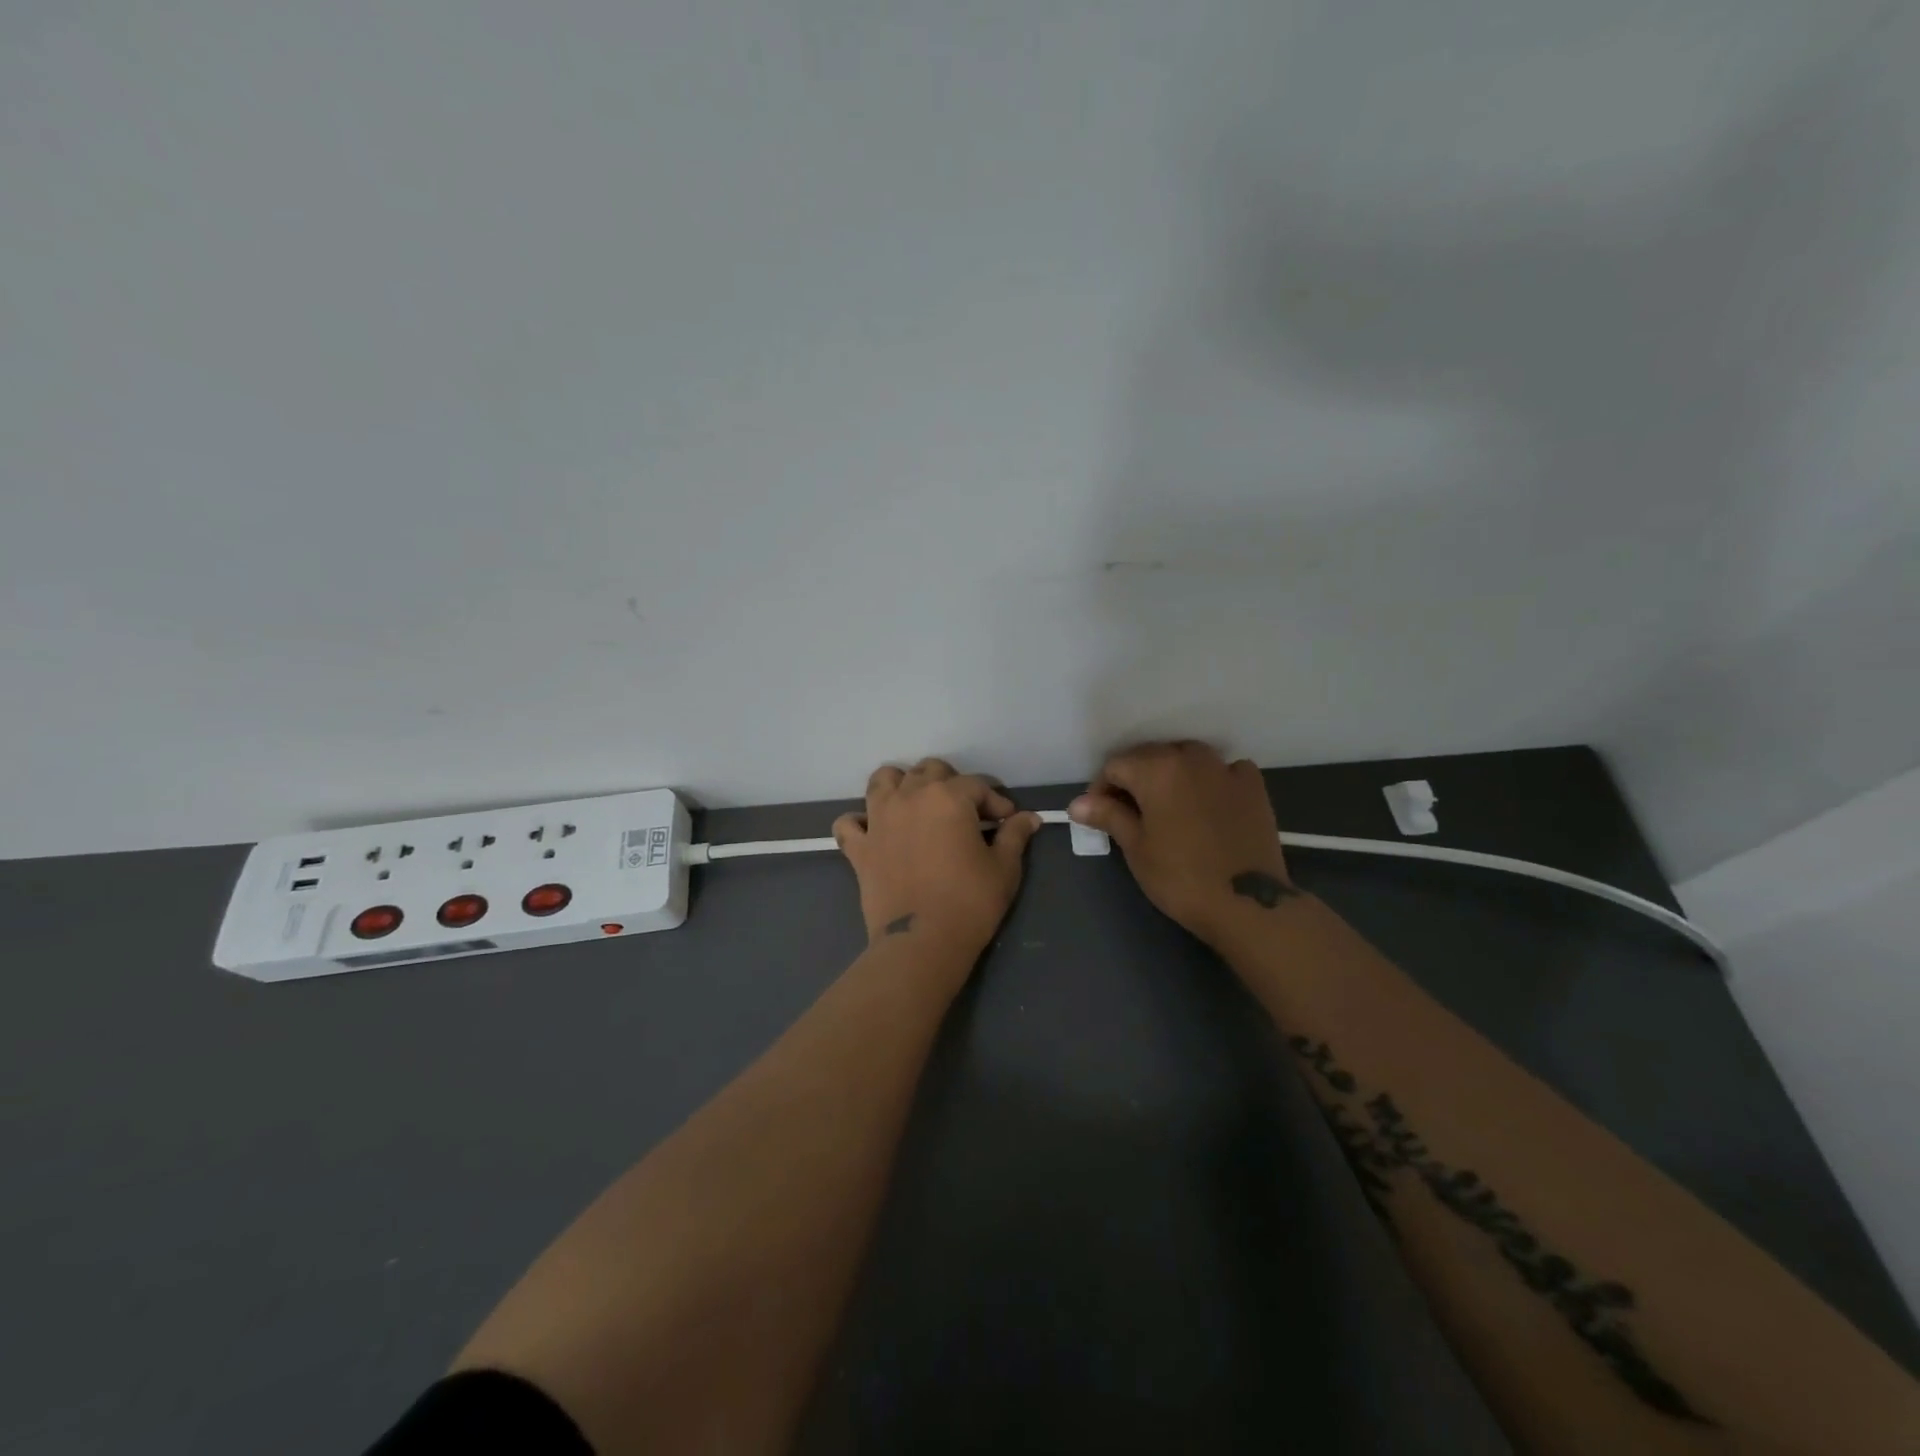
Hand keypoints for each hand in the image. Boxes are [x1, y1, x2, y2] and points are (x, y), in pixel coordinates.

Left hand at [833, 759, 1043, 953]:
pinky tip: (874, 832)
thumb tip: (1029, 818)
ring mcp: (878, 820)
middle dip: (951, 783)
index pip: (977, 784)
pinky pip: (848, 823)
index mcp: (947, 797)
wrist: (922, 942)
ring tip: (917, 806)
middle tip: (966, 811)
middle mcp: (909, 797)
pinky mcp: (859, 847)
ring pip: (884, 780)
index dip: (996, 800)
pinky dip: (860, 822)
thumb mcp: (1004, 868)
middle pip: (929, 770)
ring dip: (902, 785)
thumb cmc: (970, 902)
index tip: (1007, 820)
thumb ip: (1014, 835)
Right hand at [1069, 742, 1292, 946]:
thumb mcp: (1136, 848)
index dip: (1101, 789)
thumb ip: (1108, 816)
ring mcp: (1226, 768)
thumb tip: (1077, 804)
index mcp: (1156, 768)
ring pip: (1188, 758)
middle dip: (1135, 779)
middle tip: (1130, 813)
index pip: (1115, 765)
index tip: (1100, 815)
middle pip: (1151, 756)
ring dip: (1172, 774)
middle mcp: (1190, 758)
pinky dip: (1212, 780)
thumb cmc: (1180, 877)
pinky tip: (1209, 803)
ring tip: (1168, 806)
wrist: (1247, 903)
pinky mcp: (1254, 785)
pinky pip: (1224, 770)